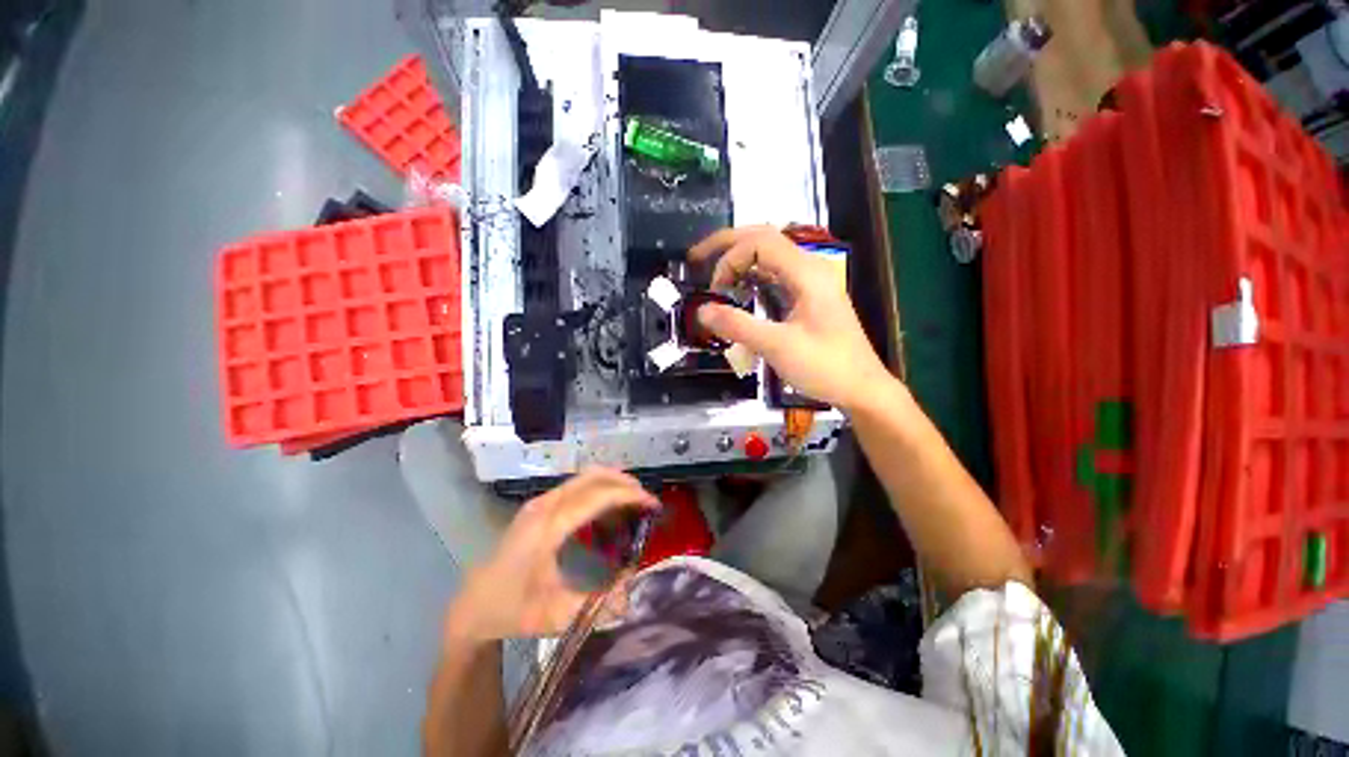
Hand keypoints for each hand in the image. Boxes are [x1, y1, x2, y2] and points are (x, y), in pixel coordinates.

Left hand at [444, 468, 659, 645]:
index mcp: (547, 528)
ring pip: (585, 476)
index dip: (628, 495)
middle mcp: (544, 505)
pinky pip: (577, 485)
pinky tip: (609, 507)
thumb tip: (633, 593)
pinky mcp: (539, 504)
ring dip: (613, 481)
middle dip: (625, 482)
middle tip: (647, 500)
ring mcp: (540, 502)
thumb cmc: (512, 610)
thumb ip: (596, 605)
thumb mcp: (555, 615)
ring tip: (634, 501)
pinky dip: (600, 487)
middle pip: (592, 476)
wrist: (474, 604)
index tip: (653, 504)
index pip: (596, 497)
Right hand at [689, 226, 892, 412]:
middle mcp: (810, 268)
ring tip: (715, 274)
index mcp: (807, 273)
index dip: (729, 259)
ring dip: (740, 259)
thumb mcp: (778, 347)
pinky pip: (775, 274)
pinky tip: (740, 290)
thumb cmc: (825, 367)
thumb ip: (738, 326)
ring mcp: (811, 281)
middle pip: (763, 238)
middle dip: (728, 244)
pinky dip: (752, 276)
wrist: (862, 388)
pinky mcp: (809, 296)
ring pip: (769, 254)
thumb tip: (702, 311)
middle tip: (697, 257)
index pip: (759, 242)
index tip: (715, 291)